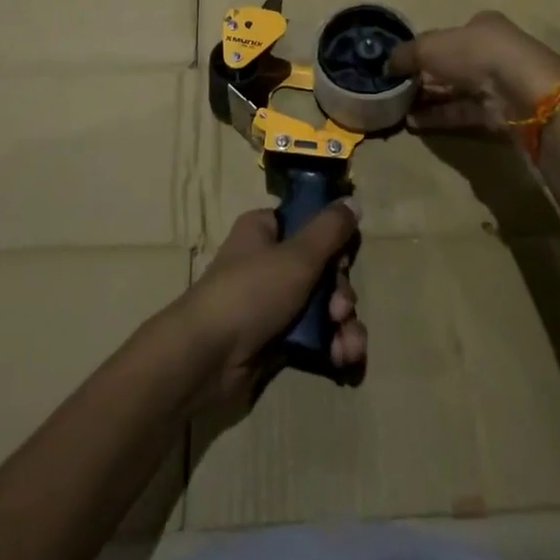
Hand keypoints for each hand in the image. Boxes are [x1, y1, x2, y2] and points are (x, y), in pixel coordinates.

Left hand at [171, 203, 366, 413]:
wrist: (207, 357)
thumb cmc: (251, 291)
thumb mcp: (297, 255)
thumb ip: (330, 230)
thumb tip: (353, 201)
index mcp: (264, 230)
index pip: (307, 224)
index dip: (332, 241)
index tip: (344, 257)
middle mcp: (267, 261)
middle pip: (321, 268)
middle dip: (341, 292)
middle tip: (340, 308)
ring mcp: (272, 302)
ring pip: (323, 305)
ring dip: (343, 323)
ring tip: (349, 343)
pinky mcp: (276, 339)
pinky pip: (315, 335)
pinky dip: (333, 344)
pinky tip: (344, 357)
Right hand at [387, 10, 559, 136]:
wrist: (522, 91)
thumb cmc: (475, 53)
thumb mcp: (430, 46)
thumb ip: (405, 54)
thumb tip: (386, 65)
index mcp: (482, 25)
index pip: (448, 35)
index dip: (424, 47)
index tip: (401, 63)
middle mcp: (491, 51)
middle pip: (451, 64)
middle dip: (423, 76)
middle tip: (395, 88)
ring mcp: (497, 83)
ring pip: (456, 90)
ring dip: (428, 98)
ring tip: (398, 109)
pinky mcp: (499, 112)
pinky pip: (462, 112)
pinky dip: (438, 116)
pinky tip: (413, 123)